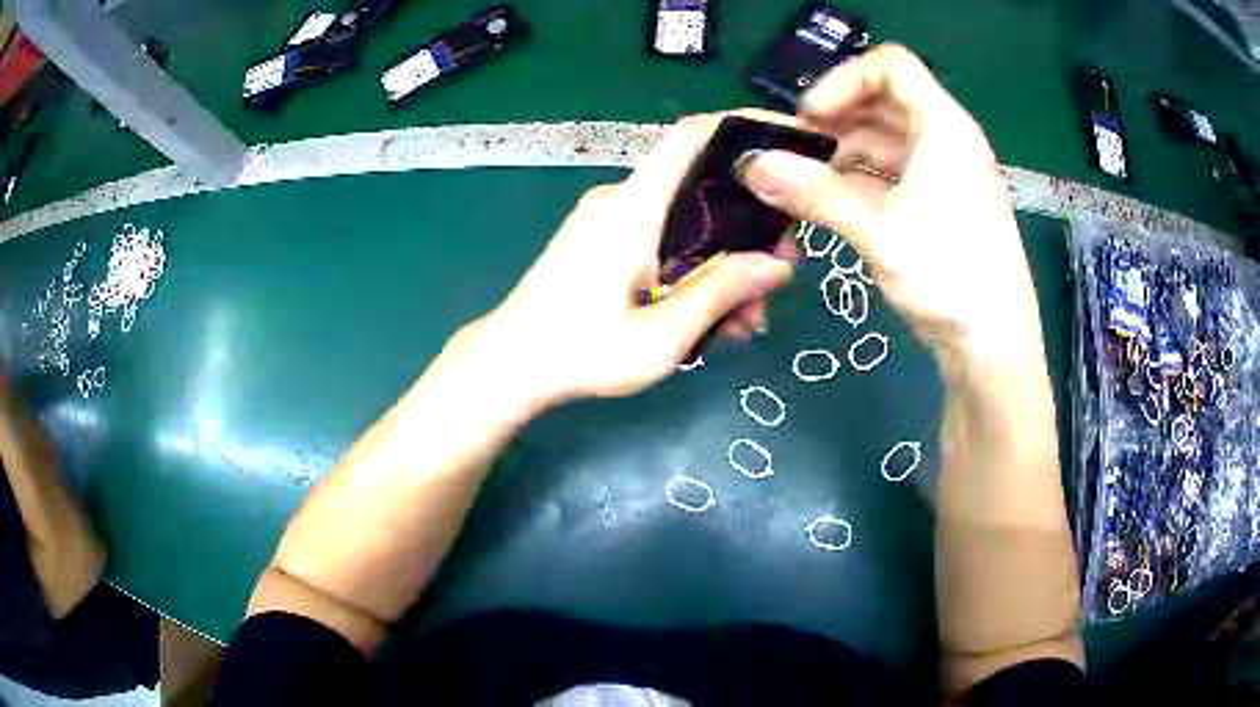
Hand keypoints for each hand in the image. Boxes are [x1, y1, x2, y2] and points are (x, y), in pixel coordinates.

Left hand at [471, 113, 793, 403]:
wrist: (509, 365)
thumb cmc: (580, 353)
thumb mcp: (662, 336)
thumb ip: (721, 293)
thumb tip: (778, 265)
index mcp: (633, 208)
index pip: (691, 136)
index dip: (741, 127)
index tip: (787, 141)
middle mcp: (622, 200)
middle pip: (700, 185)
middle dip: (749, 222)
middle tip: (780, 269)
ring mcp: (609, 220)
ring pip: (686, 220)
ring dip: (723, 259)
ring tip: (747, 316)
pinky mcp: (603, 241)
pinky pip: (662, 238)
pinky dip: (693, 267)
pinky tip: (712, 315)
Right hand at [740, 46, 1044, 372]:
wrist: (994, 348)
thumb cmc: (951, 279)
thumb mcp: (879, 232)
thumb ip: (815, 193)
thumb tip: (754, 166)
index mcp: (944, 128)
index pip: (891, 66)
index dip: (845, 80)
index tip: (811, 117)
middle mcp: (947, 142)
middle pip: (884, 103)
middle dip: (836, 119)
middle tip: (794, 151)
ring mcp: (945, 176)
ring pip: (886, 142)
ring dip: (843, 154)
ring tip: (803, 180)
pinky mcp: (940, 207)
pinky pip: (893, 175)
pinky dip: (860, 181)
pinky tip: (830, 202)